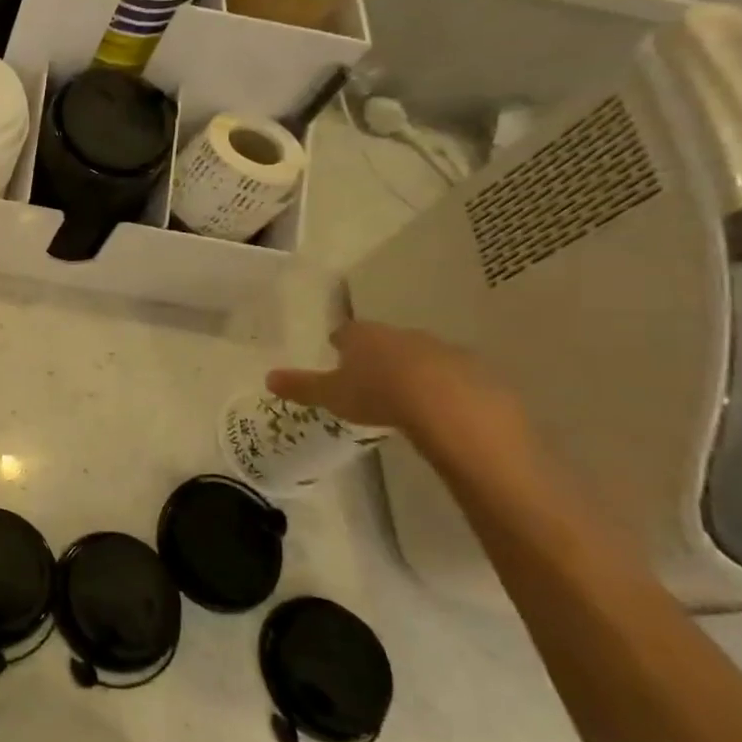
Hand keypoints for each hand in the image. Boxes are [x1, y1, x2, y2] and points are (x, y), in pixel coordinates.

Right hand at [265, 321, 522, 447]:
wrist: (451, 407)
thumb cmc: (379, 394)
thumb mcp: (332, 395)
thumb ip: (301, 386)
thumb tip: (268, 377)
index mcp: (364, 336)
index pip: (346, 332)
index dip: (340, 342)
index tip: (336, 350)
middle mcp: (401, 335)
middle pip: (384, 341)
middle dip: (377, 355)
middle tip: (368, 375)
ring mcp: (441, 350)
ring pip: (419, 356)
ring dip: (411, 370)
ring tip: (404, 395)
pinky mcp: (474, 371)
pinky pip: (453, 377)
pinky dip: (443, 388)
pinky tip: (439, 409)